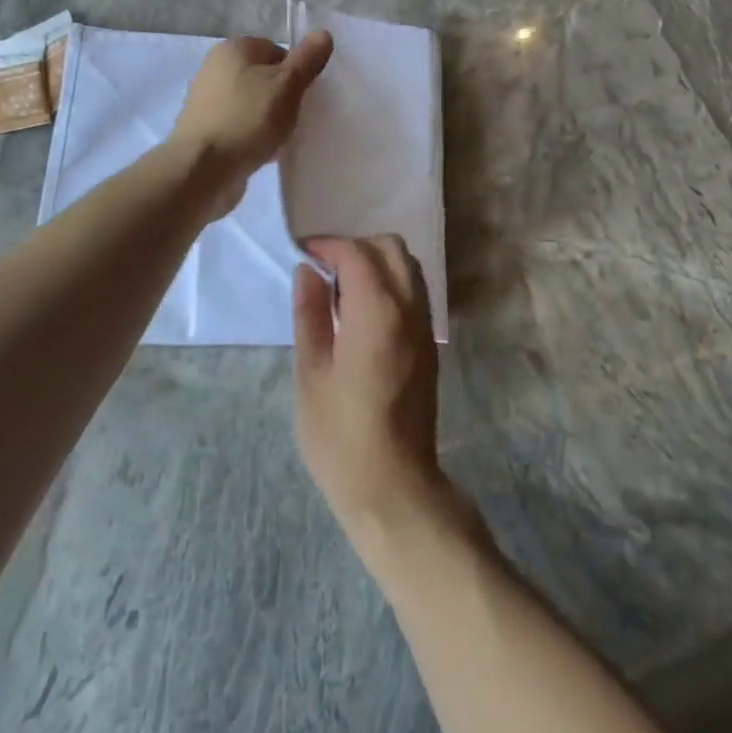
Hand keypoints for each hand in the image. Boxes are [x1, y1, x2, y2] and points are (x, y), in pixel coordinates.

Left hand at [170, 31, 331, 213]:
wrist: (202, 169)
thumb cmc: (248, 119)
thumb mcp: (288, 85)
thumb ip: (307, 59)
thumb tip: (323, 33)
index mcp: (233, 49)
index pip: (277, 50)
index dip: (295, 72)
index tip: (303, 95)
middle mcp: (215, 68)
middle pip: (264, 77)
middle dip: (283, 96)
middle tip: (296, 117)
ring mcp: (206, 100)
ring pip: (252, 103)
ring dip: (269, 118)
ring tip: (282, 138)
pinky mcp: (204, 129)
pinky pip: (239, 125)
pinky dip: (253, 135)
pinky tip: (264, 152)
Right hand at [293, 235, 460, 568]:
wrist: (394, 486)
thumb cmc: (341, 435)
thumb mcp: (311, 373)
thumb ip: (310, 314)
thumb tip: (307, 271)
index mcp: (377, 311)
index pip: (356, 253)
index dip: (328, 246)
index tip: (302, 254)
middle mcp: (409, 306)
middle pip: (389, 247)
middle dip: (355, 247)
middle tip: (322, 270)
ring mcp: (424, 324)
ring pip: (407, 265)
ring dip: (376, 261)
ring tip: (340, 289)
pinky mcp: (429, 342)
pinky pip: (414, 289)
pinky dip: (391, 281)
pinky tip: (363, 310)